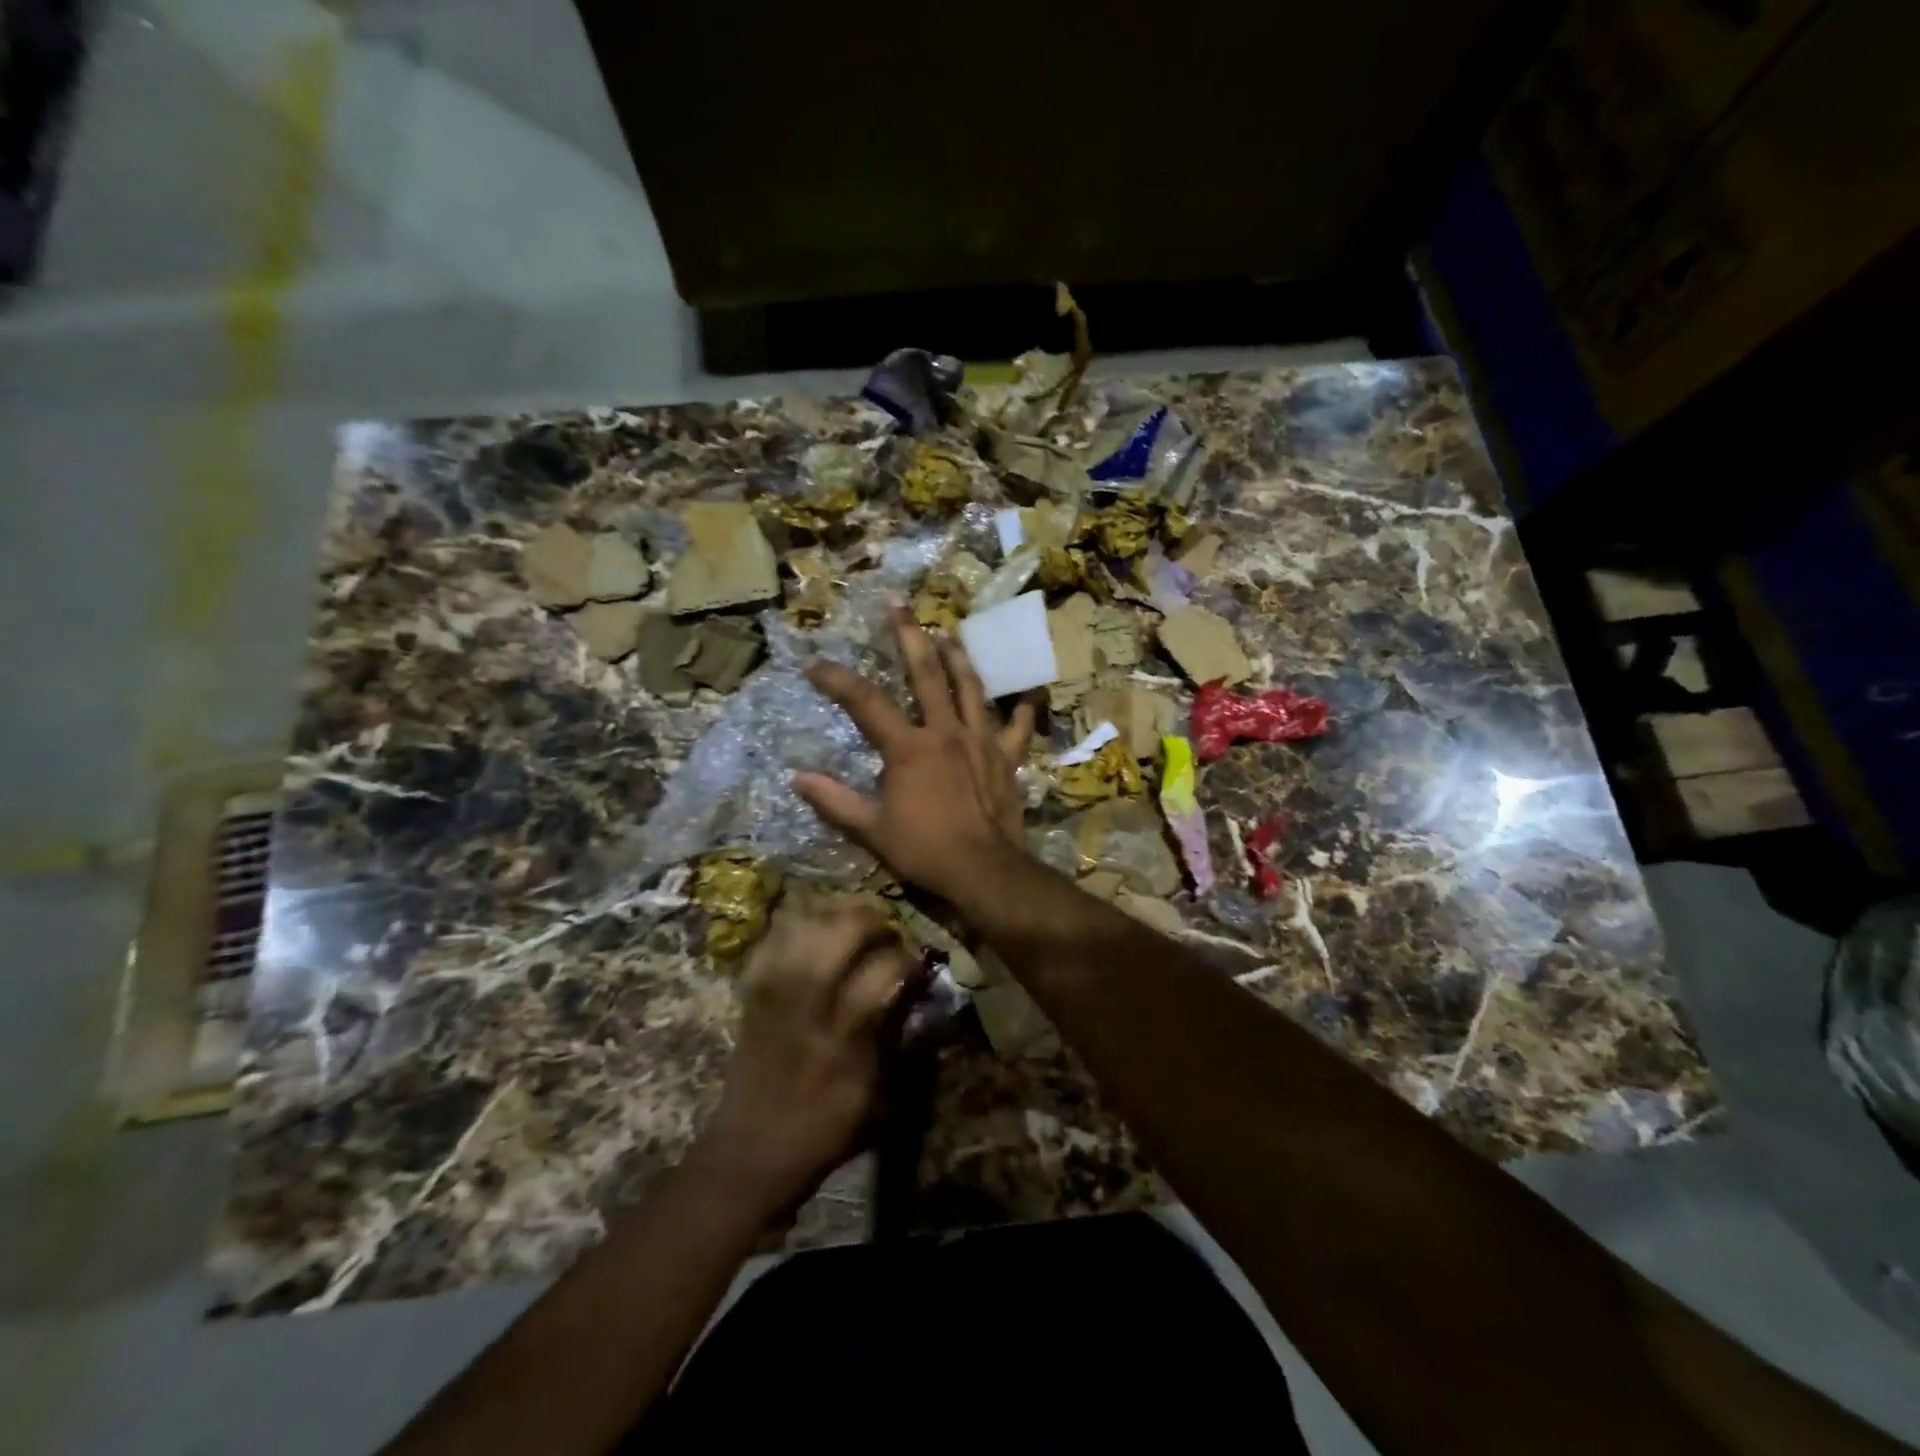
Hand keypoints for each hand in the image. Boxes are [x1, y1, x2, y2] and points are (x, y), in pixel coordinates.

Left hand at [695, 900, 915, 1214]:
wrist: (752, 1150)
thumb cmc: (825, 1127)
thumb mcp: (878, 1095)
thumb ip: (899, 1036)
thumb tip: (920, 989)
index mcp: (843, 1038)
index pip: (881, 973)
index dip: (906, 958)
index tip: (917, 960)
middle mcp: (806, 1006)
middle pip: (836, 936)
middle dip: (869, 919)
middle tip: (886, 927)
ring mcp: (773, 994)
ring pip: (802, 927)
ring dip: (833, 914)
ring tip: (853, 920)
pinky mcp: (751, 992)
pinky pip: (771, 940)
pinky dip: (795, 925)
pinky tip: (814, 930)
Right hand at [793, 607, 1034, 902]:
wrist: (983, 870)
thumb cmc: (924, 850)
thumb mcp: (871, 830)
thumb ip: (834, 802)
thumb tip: (797, 779)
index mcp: (908, 747)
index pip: (865, 703)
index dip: (837, 680)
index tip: (815, 664)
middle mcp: (946, 732)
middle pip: (926, 674)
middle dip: (909, 636)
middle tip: (899, 606)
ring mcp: (982, 741)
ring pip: (971, 688)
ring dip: (959, 658)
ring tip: (950, 634)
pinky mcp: (1007, 757)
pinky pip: (1019, 726)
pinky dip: (1022, 707)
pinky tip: (1025, 689)